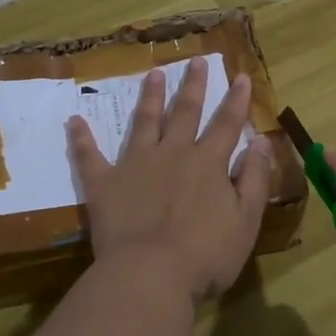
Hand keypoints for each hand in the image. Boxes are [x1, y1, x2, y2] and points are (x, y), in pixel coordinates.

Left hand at [68, 57, 274, 303]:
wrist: (150, 276)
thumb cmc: (206, 255)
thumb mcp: (246, 220)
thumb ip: (255, 179)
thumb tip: (261, 141)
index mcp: (208, 163)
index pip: (227, 124)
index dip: (236, 100)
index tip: (240, 76)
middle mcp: (173, 154)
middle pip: (185, 112)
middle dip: (192, 86)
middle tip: (194, 60)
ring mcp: (135, 165)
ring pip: (144, 122)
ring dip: (149, 97)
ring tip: (152, 74)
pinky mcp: (104, 184)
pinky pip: (89, 157)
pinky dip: (81, 138)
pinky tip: (74, 121)